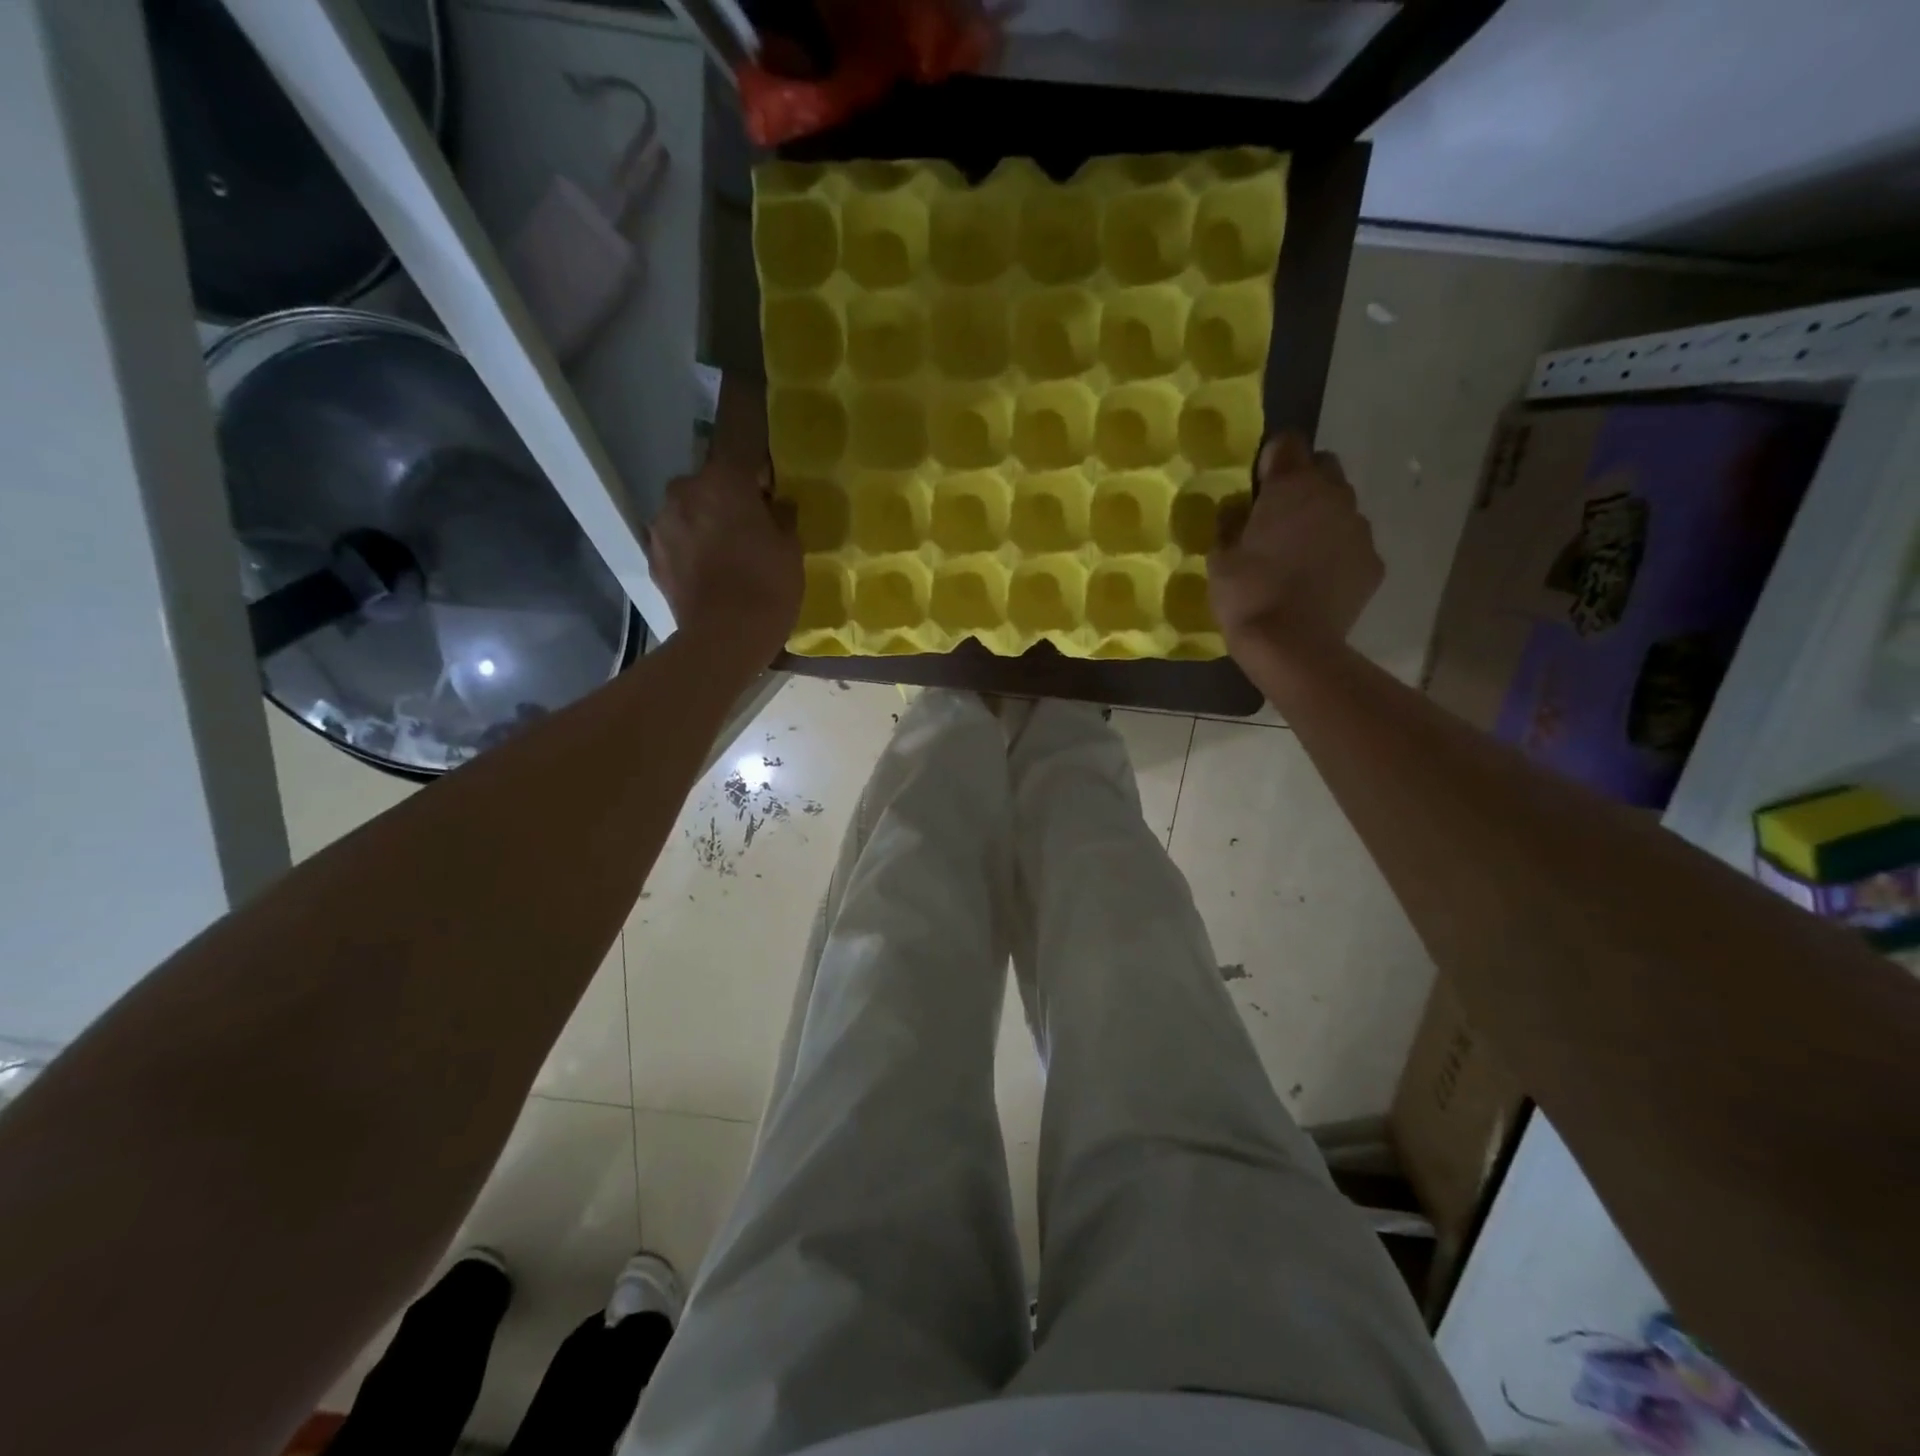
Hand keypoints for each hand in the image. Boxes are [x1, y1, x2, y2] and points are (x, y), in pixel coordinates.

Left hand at [643, 455, 801, 664]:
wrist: (723, 640)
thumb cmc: (766, 586)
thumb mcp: (790, 548)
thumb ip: (780, 516)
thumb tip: (775, 504)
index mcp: (723, 480)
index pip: (737, 438)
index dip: (752, 448)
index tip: (766, 466)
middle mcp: (684, 490)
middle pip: (709, 482)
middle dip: (727, 496)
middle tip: (751, 524)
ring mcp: (662, 524)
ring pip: (689, 510)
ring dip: (705, 522)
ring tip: (728, 553)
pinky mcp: (653, 556)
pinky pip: (677, 540)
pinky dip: (691, 548)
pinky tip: (709, 573)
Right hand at [1209, 431, 1381, 659]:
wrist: (1293, 646)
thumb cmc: (1248, 595)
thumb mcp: (1219, 558)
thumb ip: (1230, 524)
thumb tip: (1238, 511)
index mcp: (1292, 486)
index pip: (1287, 442)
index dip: (1270, 460)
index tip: (1256, 486)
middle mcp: (1334, 495)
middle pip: (1323, 467)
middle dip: (1303, 483)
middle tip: (1278, 517)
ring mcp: (1359, 528)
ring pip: (1341, 506)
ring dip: (1321, 519)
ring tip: (1298, 555)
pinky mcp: (1373, 562)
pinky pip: (1352, 544)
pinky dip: (1336, 553)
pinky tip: (1317, 581)